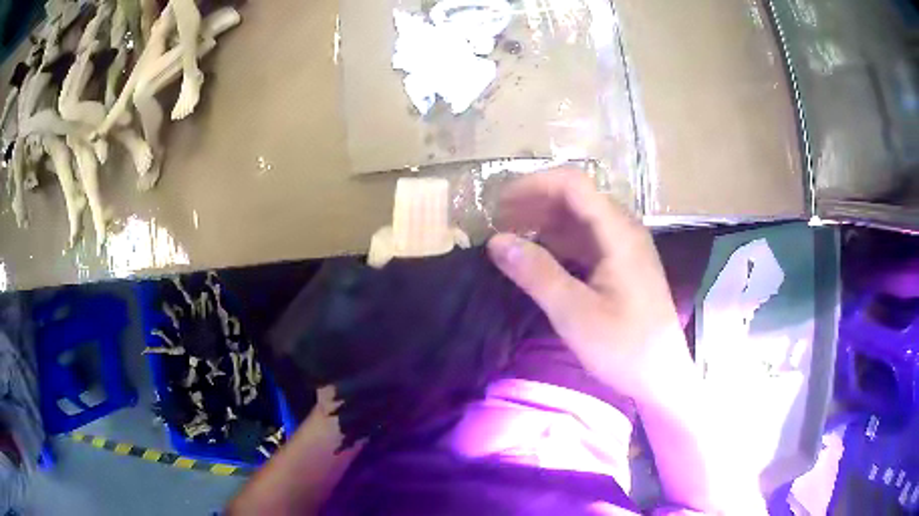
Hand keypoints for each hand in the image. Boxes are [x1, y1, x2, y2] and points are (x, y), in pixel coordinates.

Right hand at [487, 169, 691, 402]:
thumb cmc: (623, 347)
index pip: (573, 185)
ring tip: (511, 236)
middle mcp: (624, 230)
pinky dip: (559, 241)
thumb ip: (536, 273)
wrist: (661, 376)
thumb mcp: (574, 313)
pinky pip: (587, 239)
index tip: (499, 203)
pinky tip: (539, 256)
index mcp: (618, 233)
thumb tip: (496, 241)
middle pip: (576, 197)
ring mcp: (625, 247)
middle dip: (535, 202)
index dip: (533, 185)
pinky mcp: (622, 264)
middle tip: (498, 221)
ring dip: (544, 221)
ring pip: (580, 218)